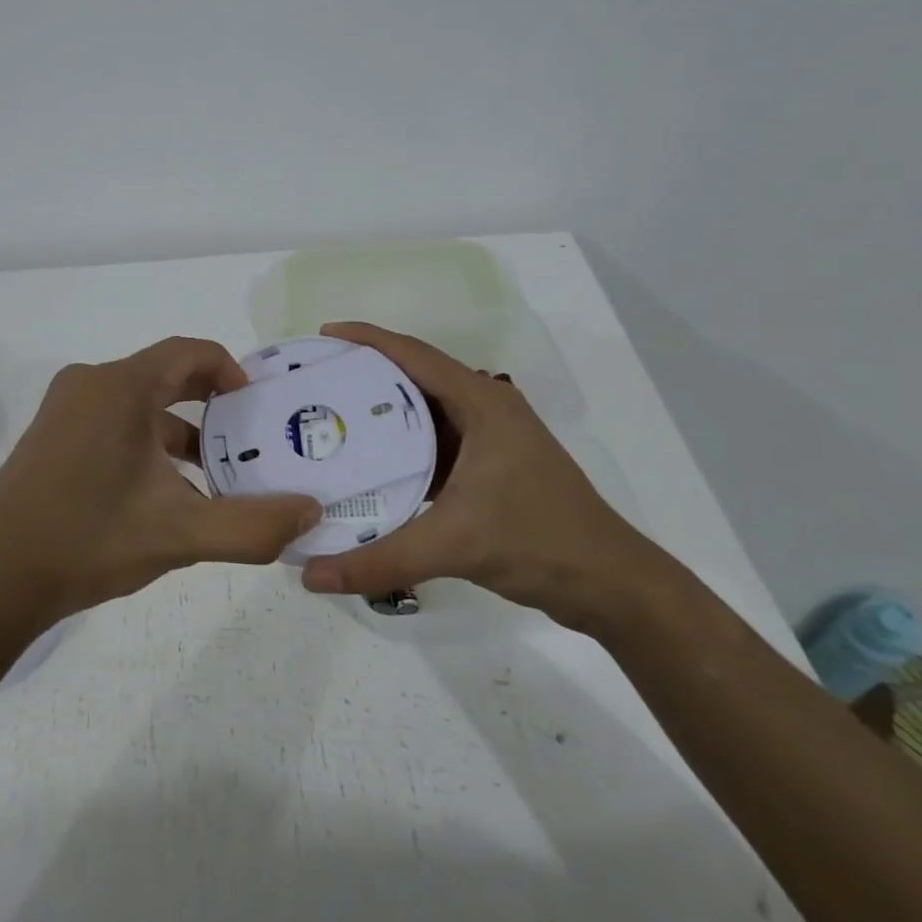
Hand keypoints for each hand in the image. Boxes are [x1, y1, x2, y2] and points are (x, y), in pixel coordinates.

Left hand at [0, 337, 321, 631]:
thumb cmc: (89, 541)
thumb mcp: (181, 535)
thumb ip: (253, 526)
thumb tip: (311, 513)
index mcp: (121, 387)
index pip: (189, 352)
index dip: (229, 371)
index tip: (255, 407)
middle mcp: (90, 383)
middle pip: (164, 375)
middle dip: (209, 405)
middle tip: (245, 439)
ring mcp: (64, 409)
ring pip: (138, 403)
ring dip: (177, 430)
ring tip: (210, 475)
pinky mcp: (50, 436)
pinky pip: (112, 421)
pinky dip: (145, 442)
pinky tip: (160, 492)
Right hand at [298, 323, 663, 630]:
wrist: (611, 585)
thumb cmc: (538, 541)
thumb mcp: (453, 544)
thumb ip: (380, 559)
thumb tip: (311, 576)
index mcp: (482, 403)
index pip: (413, 354)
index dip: (366, 339)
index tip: (323, 336)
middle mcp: (485, 410)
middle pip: (414, 379)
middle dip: (365, 375)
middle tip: (317, 383)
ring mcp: (490, 440)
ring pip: (424, 414)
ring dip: (382, 415)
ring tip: (332, 420)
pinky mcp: (490, 469)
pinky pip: (434, 446)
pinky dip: (402, 449)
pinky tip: (370, 466)